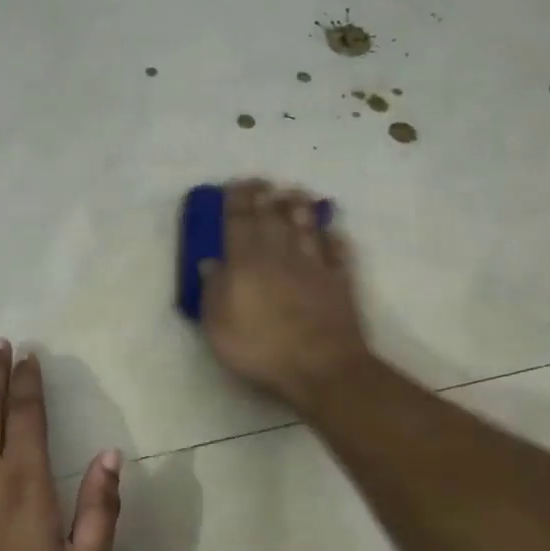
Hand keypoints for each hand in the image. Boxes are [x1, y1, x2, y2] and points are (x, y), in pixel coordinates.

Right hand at [200, 179, 371, 410]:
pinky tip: (333, 233)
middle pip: (273, 218)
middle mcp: (280, 256)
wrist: (321, 368)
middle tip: (263, 182)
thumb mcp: (219, 326)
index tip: (237, 184)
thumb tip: (210, 262)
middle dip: (266, 197)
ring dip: (300, 208)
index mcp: (246, 264)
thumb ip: (213, 290)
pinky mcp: (339, 282)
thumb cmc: (261, 349)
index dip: (238, 200)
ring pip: (306, 228)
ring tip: (295, 193)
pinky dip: (334, 240)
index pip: (239, 222)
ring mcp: (314, 267)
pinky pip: (337, 253)